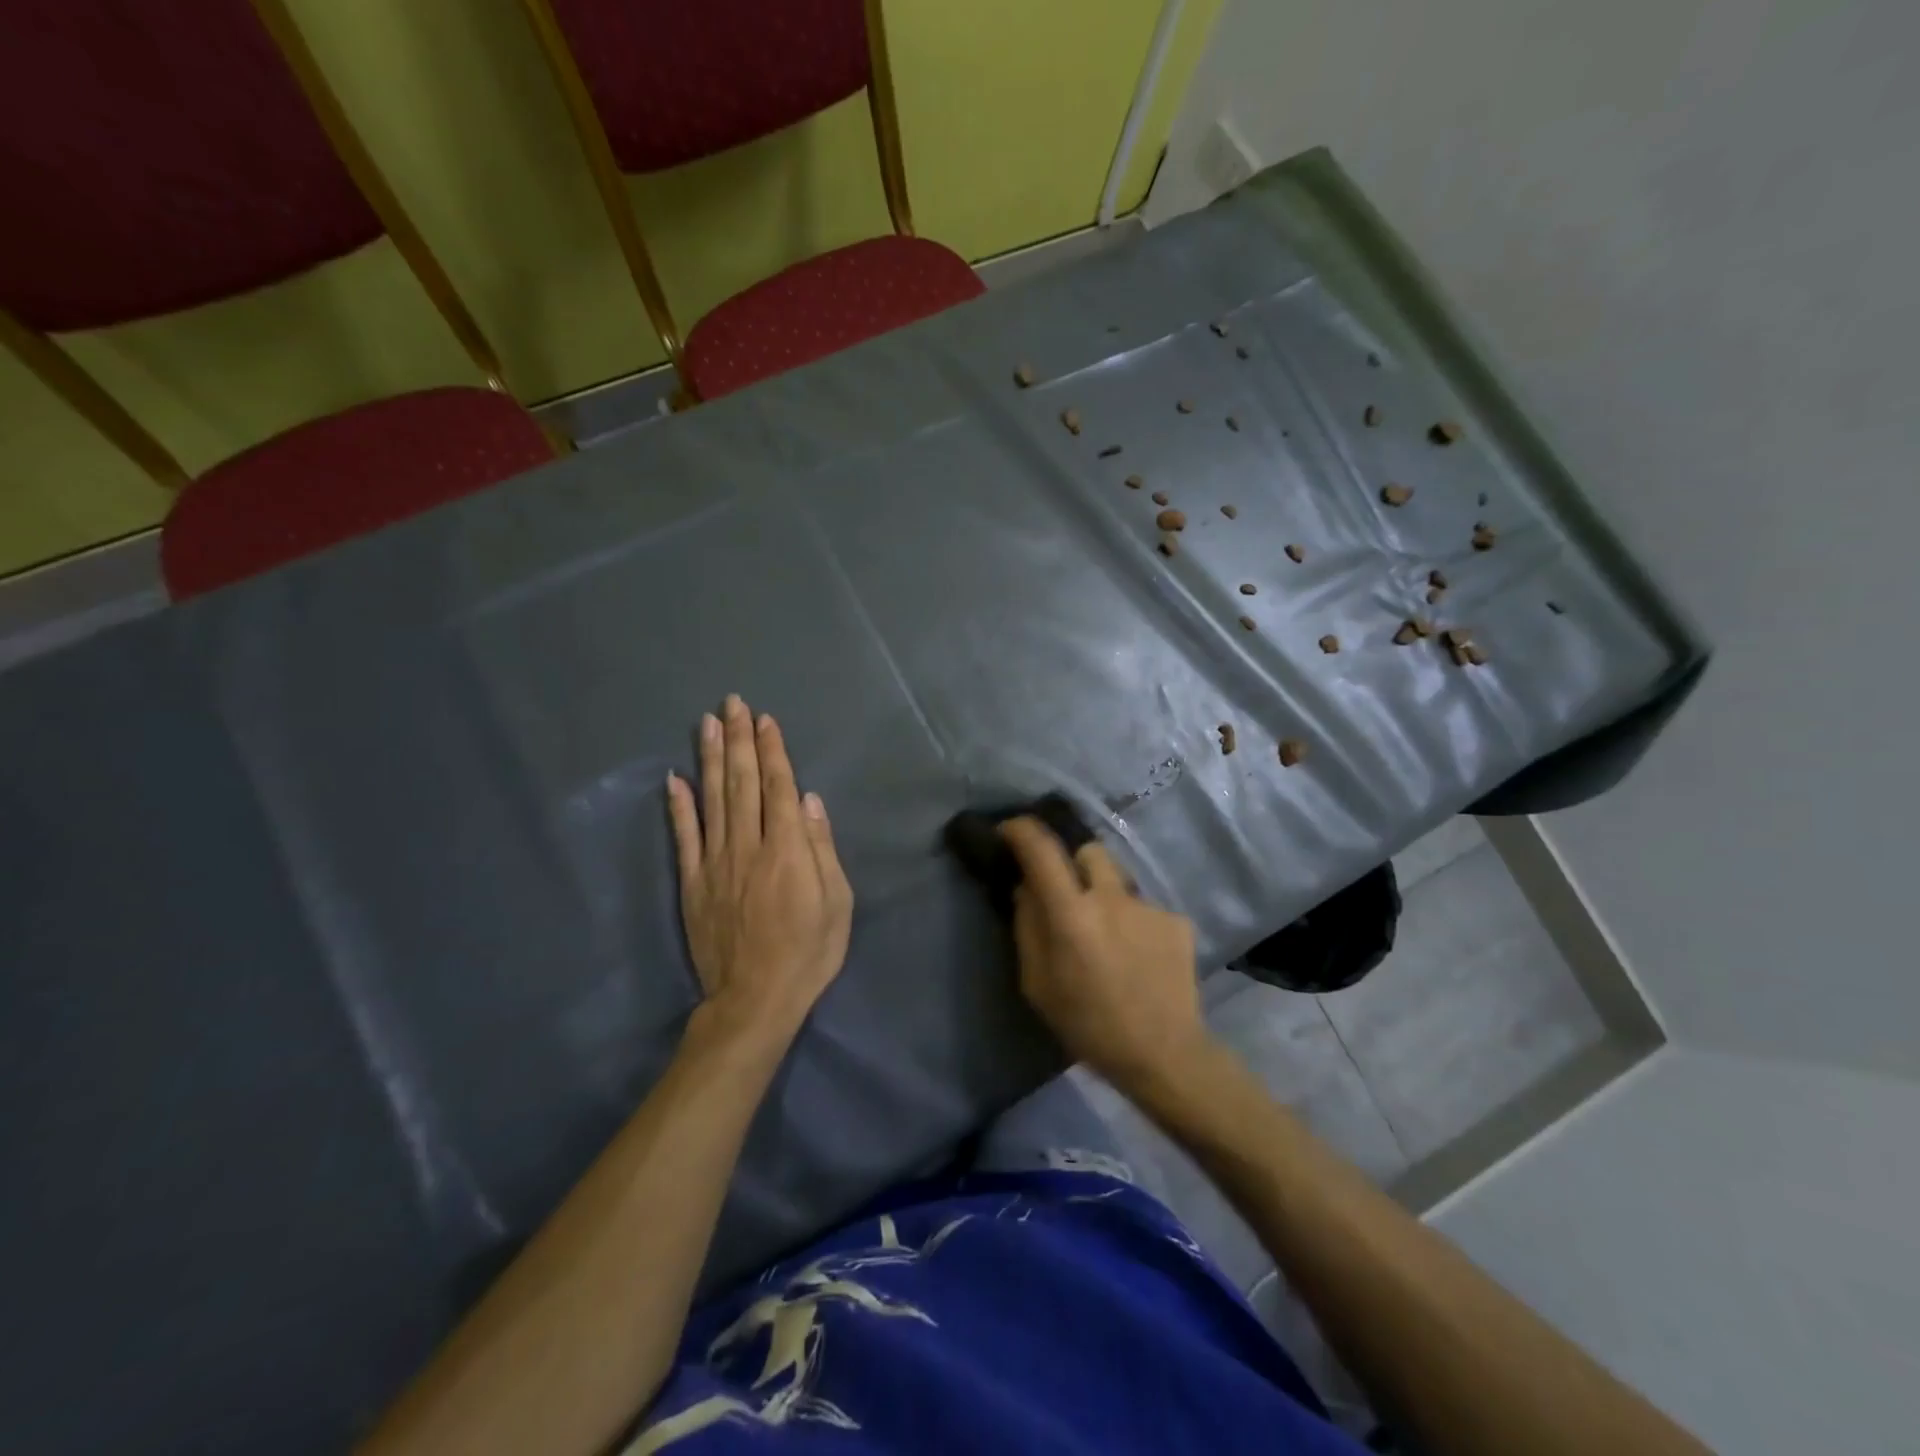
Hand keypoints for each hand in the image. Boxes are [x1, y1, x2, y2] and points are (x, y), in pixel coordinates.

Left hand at [667, 696, 852, 1044]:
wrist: (755, 999)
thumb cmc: (808, 951)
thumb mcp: (837, 903)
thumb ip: (821, 848)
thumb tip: (809, 801)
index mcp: (787, 849)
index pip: (777, 787)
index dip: (771, 750)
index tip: (765, 719)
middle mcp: (748, 846)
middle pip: (742, 782)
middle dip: (739, 740)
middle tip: (733, 704)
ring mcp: (715, 862)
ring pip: (711, 799)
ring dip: (709, 758)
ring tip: (706, 723)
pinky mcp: (693, 882)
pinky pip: (684, 837)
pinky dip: (678, 806)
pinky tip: (673, 778)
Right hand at [998, 817, 1209, 1094]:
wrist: (1164, 1054)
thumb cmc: (1088, 1025)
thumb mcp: (1037, 984)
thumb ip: (1027, 928)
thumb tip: (1026, 889)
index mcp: (1071, 915)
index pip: (1041, 849)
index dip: (1021, 830)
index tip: (1009, 831)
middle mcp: (1111, 898)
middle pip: (1087, 850)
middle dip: (1071, 862)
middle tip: (1066, 891)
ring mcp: (1149, 906)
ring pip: (1118, 879)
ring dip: (1104, 894)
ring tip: (1107, 934)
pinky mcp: (1176, 920)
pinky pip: (1143, 907)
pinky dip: (1133, 922)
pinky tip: (1137, 955)